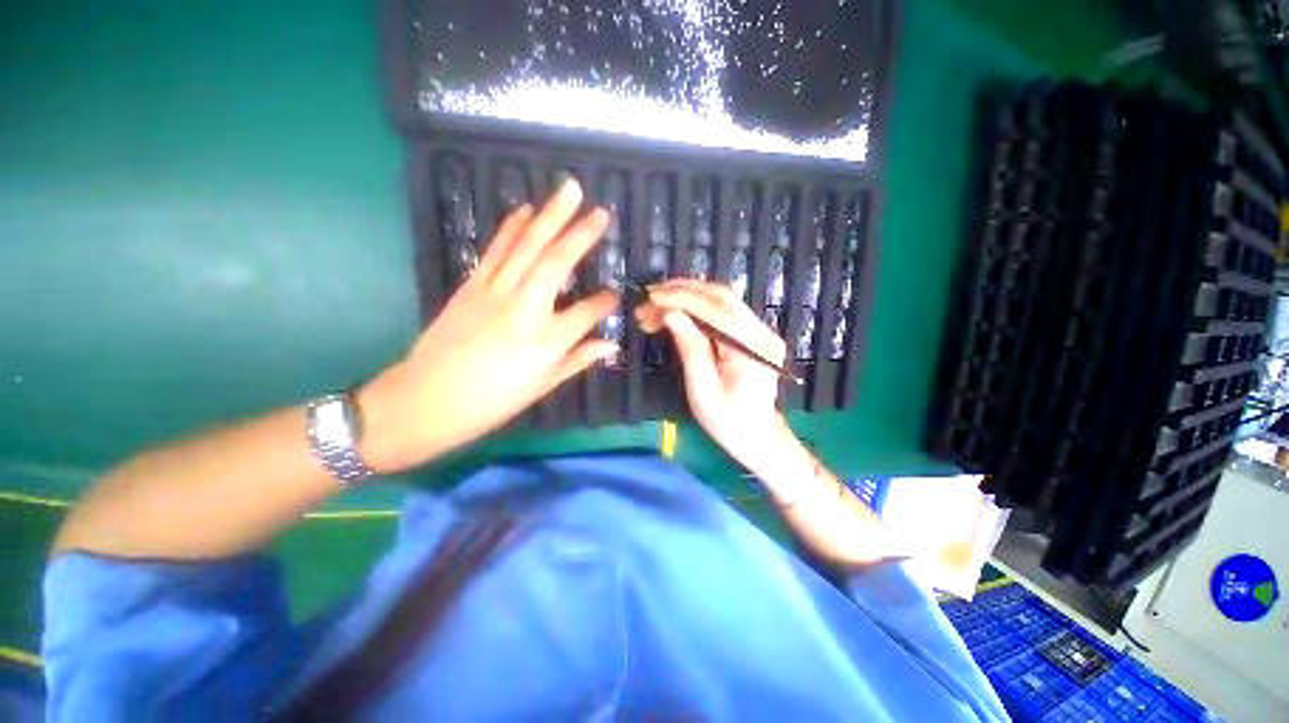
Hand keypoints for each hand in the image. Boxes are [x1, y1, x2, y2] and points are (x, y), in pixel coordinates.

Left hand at [358, 179, 619, 472]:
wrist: (427, 399)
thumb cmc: (493, 400)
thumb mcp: (543, 385)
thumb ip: (579, 359)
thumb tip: (611, 345)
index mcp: (547, 340)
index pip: (588, 311)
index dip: (606, 301)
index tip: (616, 294)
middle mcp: (525, 308)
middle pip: (558, 262)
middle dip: (582, 233)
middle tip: (600, 210)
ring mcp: (495, 291)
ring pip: (528, 246)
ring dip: (549, 216)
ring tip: (568, 191)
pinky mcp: (472, 285)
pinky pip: (497, 250)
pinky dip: (512, 228)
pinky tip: (524, 211)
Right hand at [634, 279, 797, 477]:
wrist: (759, 438)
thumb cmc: (729, 423)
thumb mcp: (703, 391)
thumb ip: (690, 349)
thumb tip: (671, 314)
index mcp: (752, 348)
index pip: (715, 310)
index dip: (680, 298)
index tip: (650, 298)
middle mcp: (761, 331)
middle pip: (720, 296)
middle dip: (681, 291)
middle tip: (649, 296)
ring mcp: (759, 330)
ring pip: (721, 299)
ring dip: (687, 295)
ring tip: (656, 302)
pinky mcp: (752, 333)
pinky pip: (722, 311)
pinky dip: (696, 306)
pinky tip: (675, 310)